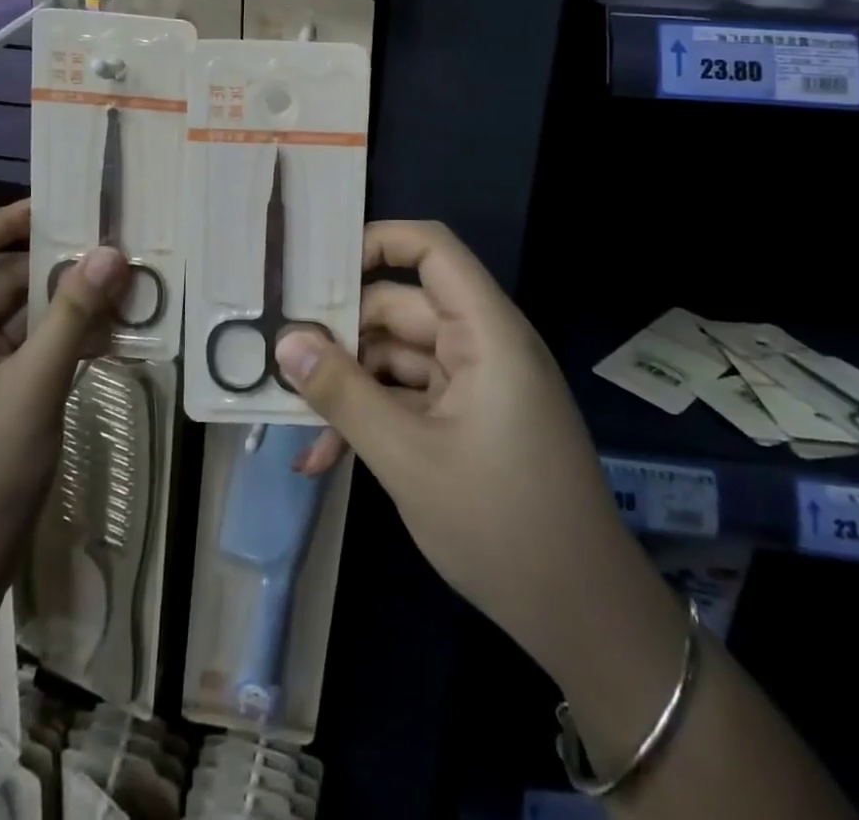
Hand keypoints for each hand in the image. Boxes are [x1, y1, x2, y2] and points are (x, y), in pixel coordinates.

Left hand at [0, 202, 128, 683]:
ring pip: (17, 315)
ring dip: (66, 307)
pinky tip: (107, 341)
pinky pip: (24, 350)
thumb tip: (112, 252)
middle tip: (116, 256)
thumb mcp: (32, 389)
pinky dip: (60, 341)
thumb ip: (73, 316)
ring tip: (124, 297)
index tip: (69, 213)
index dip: (9, 220)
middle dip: (55, 267)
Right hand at [275, 220, 634, 689]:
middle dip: (340, 334)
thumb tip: (285, 342)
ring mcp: (474, 384)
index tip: (315, 269)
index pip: (432, 250)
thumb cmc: (501, 525)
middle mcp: (481, 344)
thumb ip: (343, 394)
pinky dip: (372, 417)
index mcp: (485, 332)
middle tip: (277, 355)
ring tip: (292, 418)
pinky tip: (324, 458)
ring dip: (348, 386)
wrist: (581, 616)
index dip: (377, 242)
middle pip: (400, 308)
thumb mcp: (408, 458)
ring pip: (396, 358)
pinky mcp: (467, 419)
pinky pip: (408, 397)